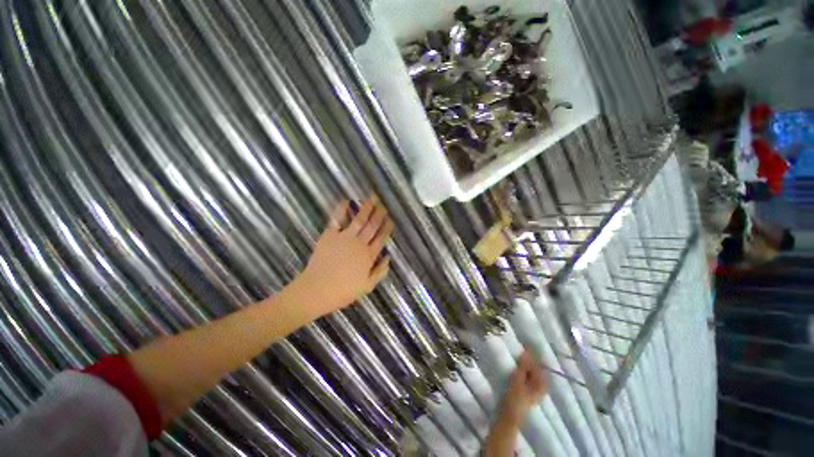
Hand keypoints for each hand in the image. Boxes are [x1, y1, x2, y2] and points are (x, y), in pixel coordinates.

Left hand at [298, 196, 393, 317]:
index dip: (387, 228)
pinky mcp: (330, 235)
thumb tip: (388, 257)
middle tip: (383, 204)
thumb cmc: (343, 291)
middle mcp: (359, 243)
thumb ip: (380, 271)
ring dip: (366, 208)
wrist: (316, 290)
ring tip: (372, 198)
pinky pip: (337, 219)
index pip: (381, 238)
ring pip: (359, 220)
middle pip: (372, 226)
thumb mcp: (367, 287)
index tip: (391, 220)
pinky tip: (346, 201)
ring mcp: (344, 238)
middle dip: (379, 214)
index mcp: (369, 256)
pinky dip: (342, 210)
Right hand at [499, 349, 548, 426]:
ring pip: (532, 371)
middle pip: (536, 367)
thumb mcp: (518, 380)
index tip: (523, 343)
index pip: (538, 364)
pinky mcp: (528, 389)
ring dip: (525, 362)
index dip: (531, 353)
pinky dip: (524, 368)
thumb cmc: (514, 398)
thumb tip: (526, 352)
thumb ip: (523, 366)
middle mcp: (541, 386)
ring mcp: (535, 388)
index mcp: (542, 384)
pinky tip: (517, 364)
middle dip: (529, 357)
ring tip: (517, 353)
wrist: (509, 415)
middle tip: (520, 347)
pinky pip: (528, 375)